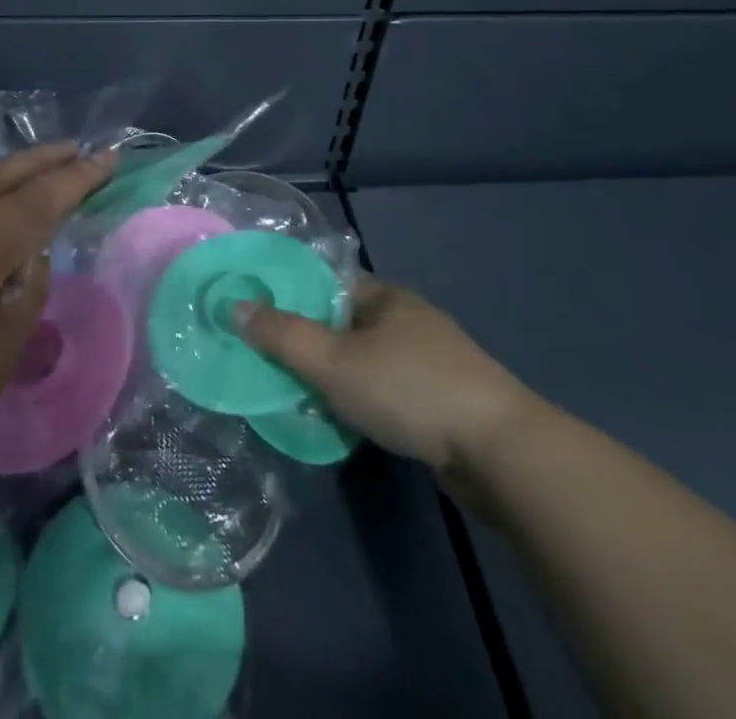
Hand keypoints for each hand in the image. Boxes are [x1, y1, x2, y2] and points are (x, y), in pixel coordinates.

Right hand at [236, 278, 541, 493]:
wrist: (501, 452)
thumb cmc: (410, 390)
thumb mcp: (334, 362)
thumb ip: (283, 336)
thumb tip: (235, 306)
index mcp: (384, 296)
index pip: (326, 282)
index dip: (289, 294)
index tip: (256, 315)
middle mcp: (407, 319)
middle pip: (343, 322)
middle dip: (309, 341)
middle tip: (269, 362)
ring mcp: (431, 359)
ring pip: (365, 358)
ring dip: (336, 375)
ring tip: (299, 395)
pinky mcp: (444, 399)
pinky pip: (388, 388)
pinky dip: (363, 399)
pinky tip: (346, 421)